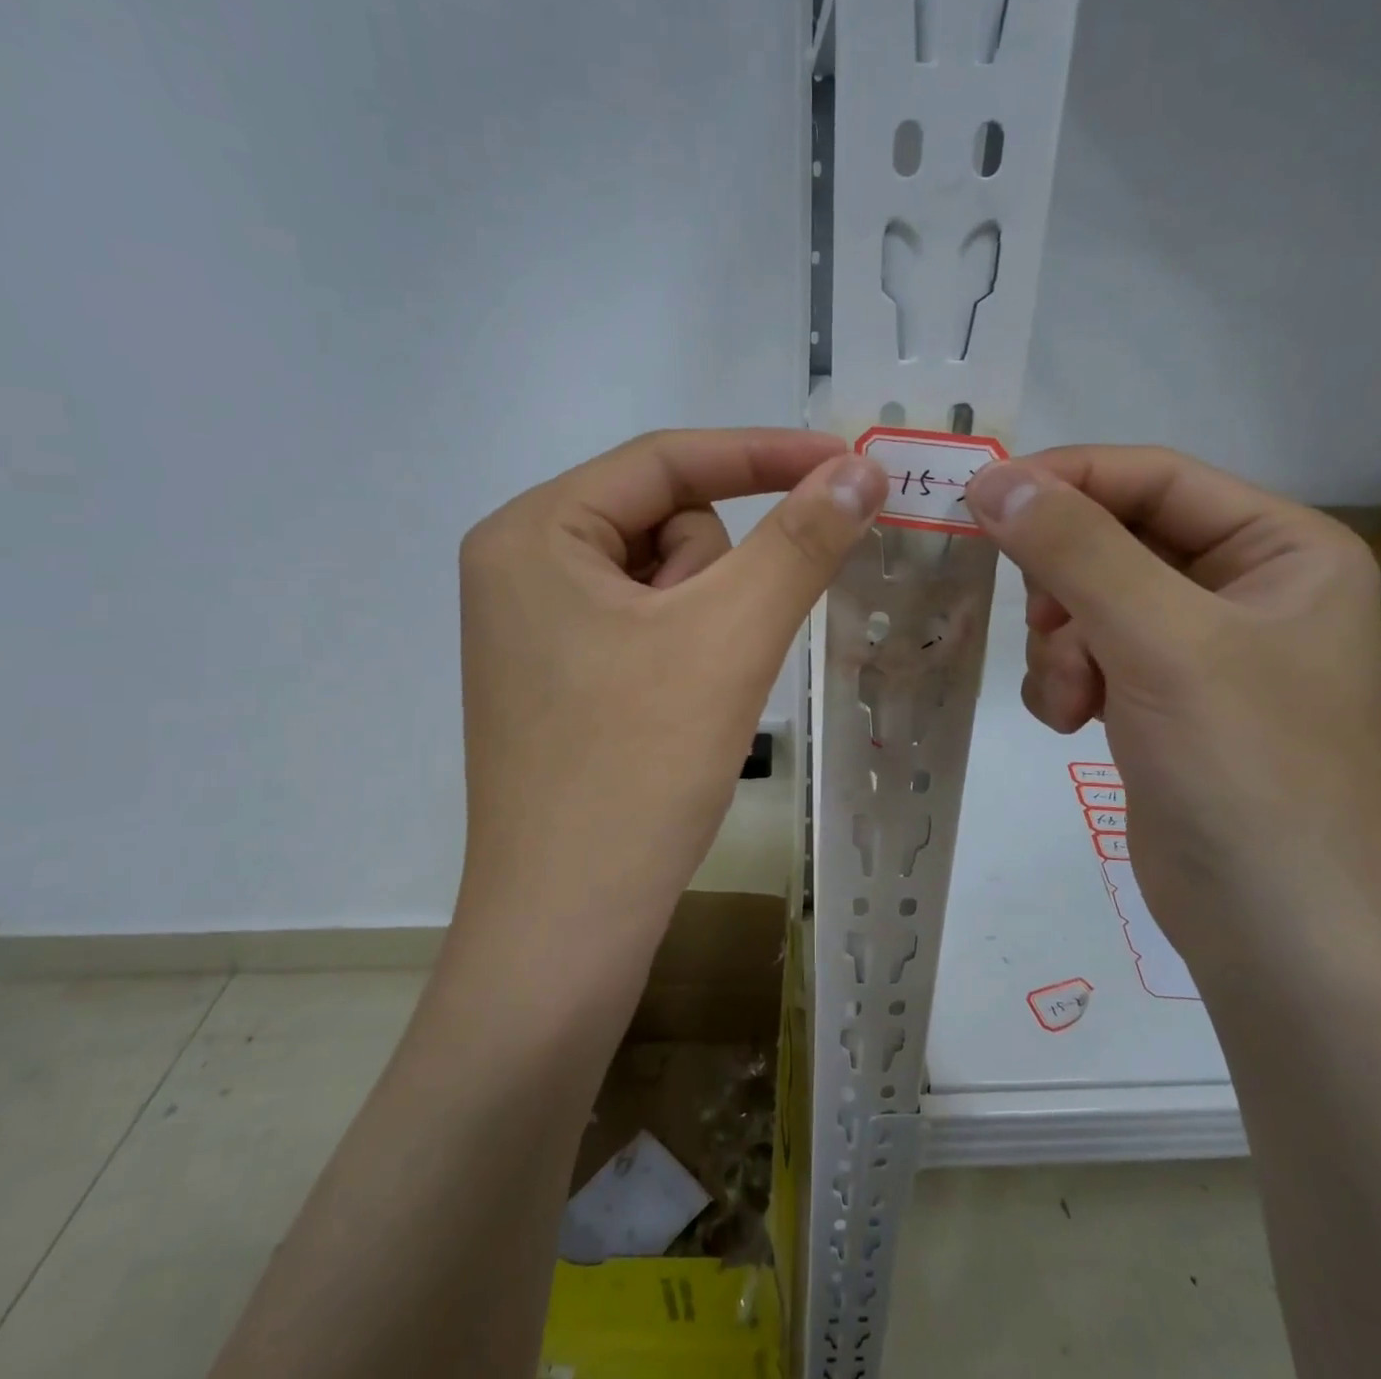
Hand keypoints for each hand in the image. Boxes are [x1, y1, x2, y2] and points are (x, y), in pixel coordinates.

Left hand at [448, 429, 887, 983]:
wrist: (569, 927)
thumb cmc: (636, 769)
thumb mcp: (729, 638)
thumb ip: (800, 541)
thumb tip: (862, 468)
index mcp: (531, 532)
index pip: (664, 459)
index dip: (763, 454)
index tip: (849, 465)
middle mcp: (519, 567)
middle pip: (663, 524)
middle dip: (713, 579)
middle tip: (711, 656)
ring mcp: (534, 628)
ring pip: (664, 582)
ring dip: (704, 625)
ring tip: (690, 697)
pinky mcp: (558, 678)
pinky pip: (647, 629)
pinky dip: (686, 655)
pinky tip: (675, 716)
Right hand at [965, 447, 1380, 981]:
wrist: (1274, 928)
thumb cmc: (1243, 769)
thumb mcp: (1160, 641)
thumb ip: (1075, 550)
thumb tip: (993, 478)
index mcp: (1281, 546)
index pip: (1152, 477)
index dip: (1064, 480)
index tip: (980, 498)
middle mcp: (1243, 586)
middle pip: (1113, 540)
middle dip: (1065, 589)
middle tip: (1048, 629)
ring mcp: (1198, 646)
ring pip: (1086, 602)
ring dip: (1061, 647)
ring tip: (1075, 700)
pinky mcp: (1160, 698)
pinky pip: (1084, 656)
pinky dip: (1064, 682)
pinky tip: (1075, 724)